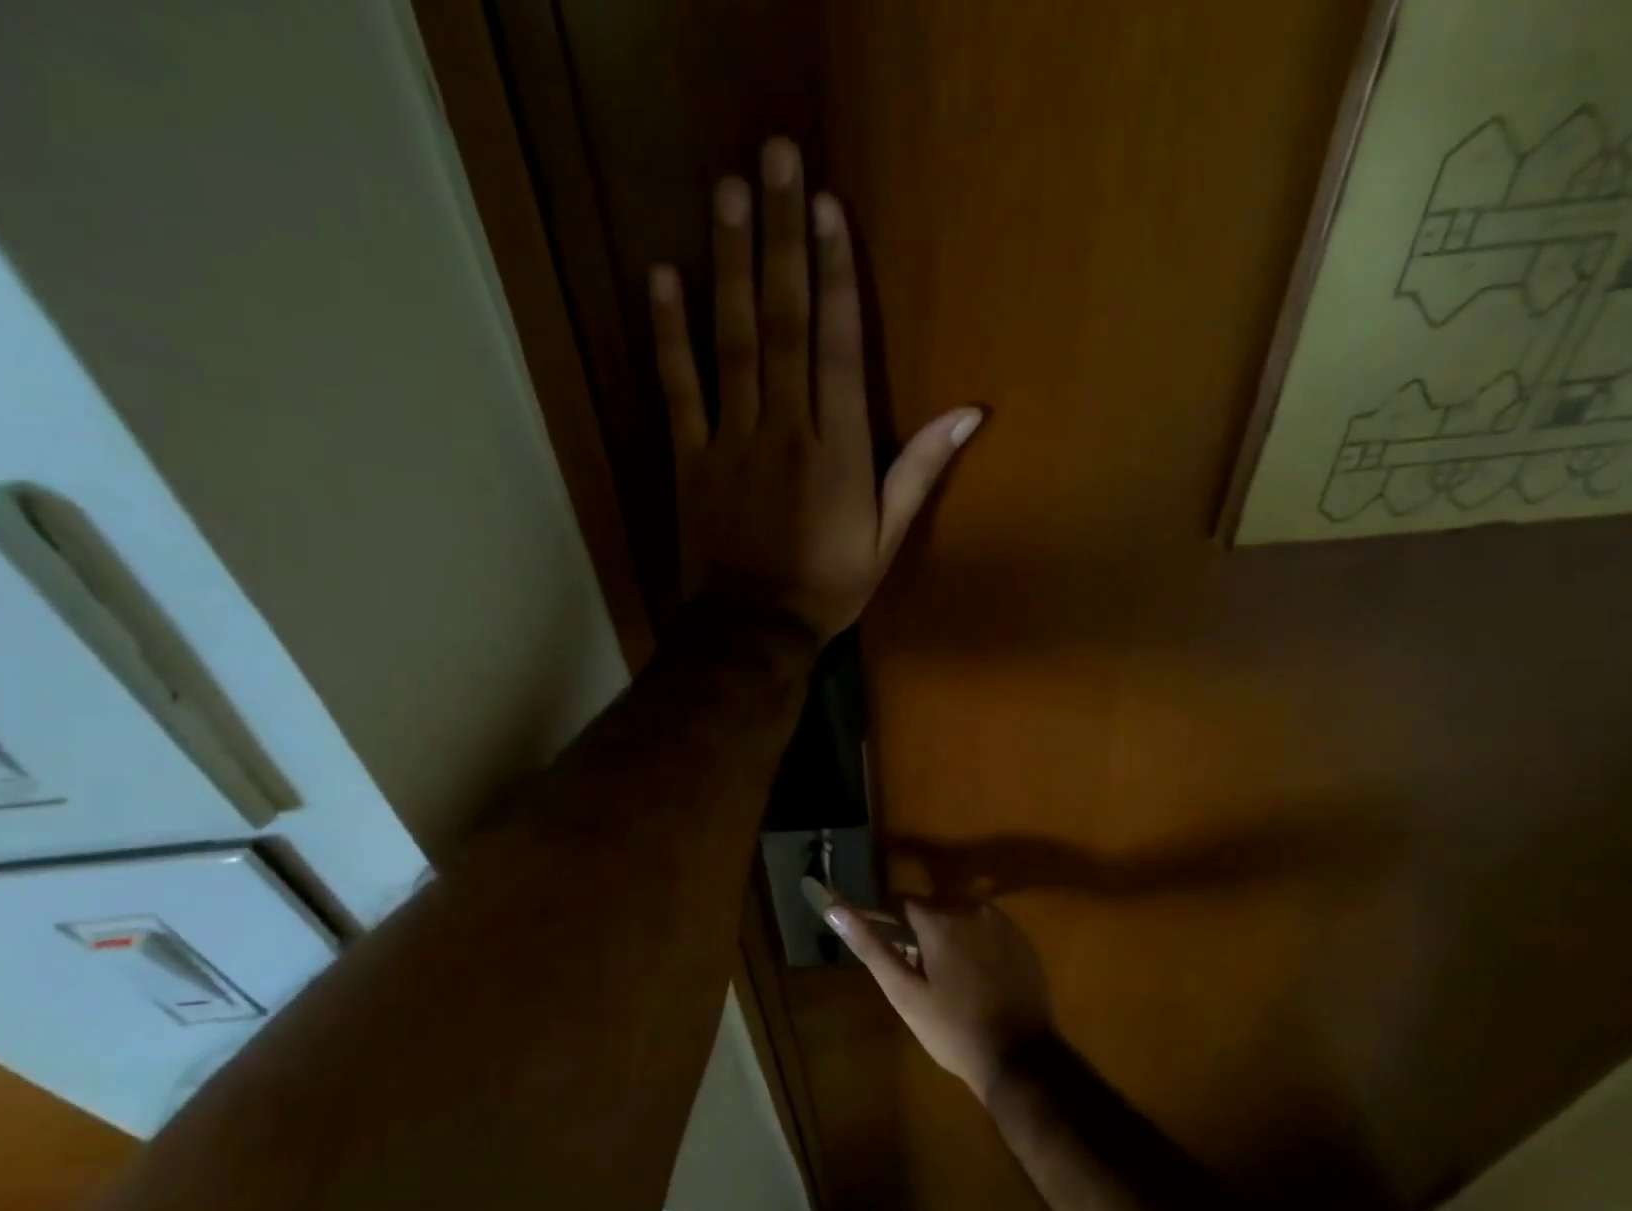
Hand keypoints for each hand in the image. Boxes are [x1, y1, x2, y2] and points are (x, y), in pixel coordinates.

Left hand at [647, 137, 982, 644]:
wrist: (753, 630)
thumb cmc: (826, 587)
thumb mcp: (886, 537)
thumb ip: (918, 471)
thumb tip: (968, 414)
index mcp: (837, 450)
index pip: (837, 347)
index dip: (834, 274)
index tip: (826, 208)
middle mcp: (784, 431)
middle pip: (785, 324)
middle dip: (782, 239)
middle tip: (774, 158)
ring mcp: (730, 442)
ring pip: (732, 343)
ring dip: (730, 265)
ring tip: (727, 193)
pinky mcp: (688, 459)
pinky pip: (677, 389)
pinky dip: (668, 335)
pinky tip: (662, 278)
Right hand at [823, 895, 1056, 1103]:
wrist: (1021, 1057)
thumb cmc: (952, 1029)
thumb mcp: (904, 992)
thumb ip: (871, 946)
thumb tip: (835, 909)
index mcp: (939, 918)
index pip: (900, 902)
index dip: (887, 922)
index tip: (885, 947)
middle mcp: (972, 907)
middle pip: (932, 905)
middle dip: (918, 928)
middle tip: (914, 968)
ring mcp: (1001, 922)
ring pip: (960, 913)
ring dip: (947, 932)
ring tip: (944, 974)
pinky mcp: (1021, 939)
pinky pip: (985, 927)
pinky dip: (973, 940)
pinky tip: (974, 975)